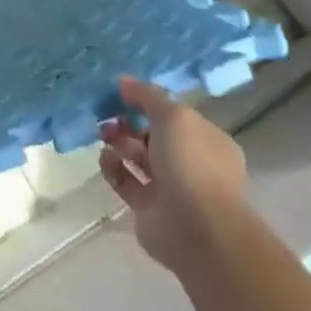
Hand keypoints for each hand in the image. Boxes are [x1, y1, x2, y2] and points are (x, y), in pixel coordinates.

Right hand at [100, 77, 253, 279]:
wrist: (196, 229)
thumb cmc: (191, 164)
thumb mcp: (174, 116)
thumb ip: (148, 96)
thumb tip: (124, 81)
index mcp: (207, 142)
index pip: (175, 117)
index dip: (148, 104)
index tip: (121, 95)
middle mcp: (191, 164)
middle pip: (153, 137)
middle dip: (129, 124)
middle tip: (107, 116)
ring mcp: (170, 189)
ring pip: (138, 158)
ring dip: (119, 143)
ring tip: (103, 135)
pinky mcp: (147, 208)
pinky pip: (125, 181)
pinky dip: (113, 168)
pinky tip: (104, 158)